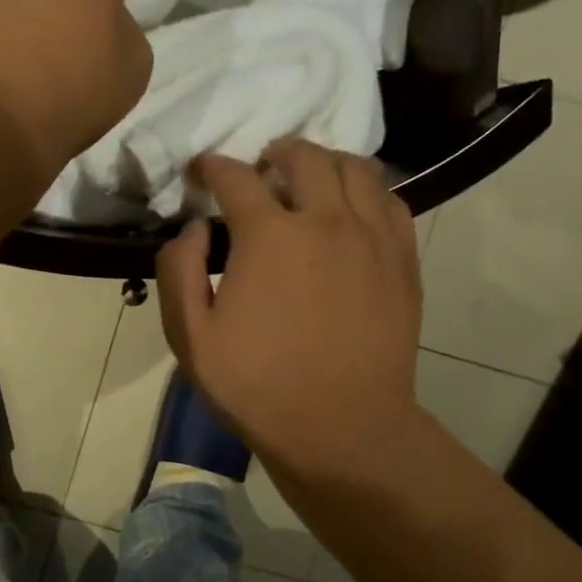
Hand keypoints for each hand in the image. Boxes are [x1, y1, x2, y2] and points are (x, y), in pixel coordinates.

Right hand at [157, 141, 425, 487]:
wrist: (342, 429)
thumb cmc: (257, 385)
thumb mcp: (190, 338)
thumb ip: (178, 272)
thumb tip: (193, 228)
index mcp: (269, 235)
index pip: (235, 177)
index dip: (211, 166)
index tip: (201, 170)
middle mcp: (326, 220)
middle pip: (304, 156)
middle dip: (275, 152)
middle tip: (260, 168)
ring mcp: (372, 237)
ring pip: (356, 168)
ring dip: (325, 162)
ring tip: (309, 179)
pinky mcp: (402, 260)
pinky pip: (391, 201)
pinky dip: (367, 190)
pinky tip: (352, 209)